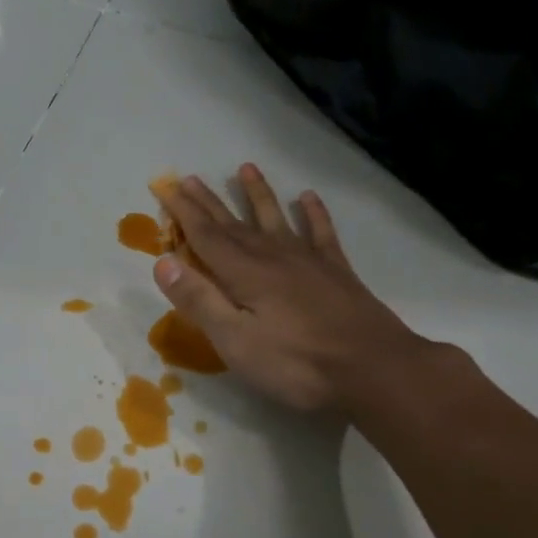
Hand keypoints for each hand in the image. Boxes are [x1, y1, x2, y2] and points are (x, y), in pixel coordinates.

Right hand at [151, 164, 434, 413]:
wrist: (374, 369)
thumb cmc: (296, 363)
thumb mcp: (235, 341)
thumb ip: (199, 300)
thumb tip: (163, 262)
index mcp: (244, 274)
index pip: (205, 236)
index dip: (183, 212)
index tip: (166, 186)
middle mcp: (273, 257)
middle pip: (234, 224)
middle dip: (210, 202)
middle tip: (191, 177)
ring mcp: (308, 262)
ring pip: (275, 219)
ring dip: (258, 194)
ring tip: (246, 169)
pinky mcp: (337, 272)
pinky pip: (321, 233)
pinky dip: (313, 213)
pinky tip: (308, 197)